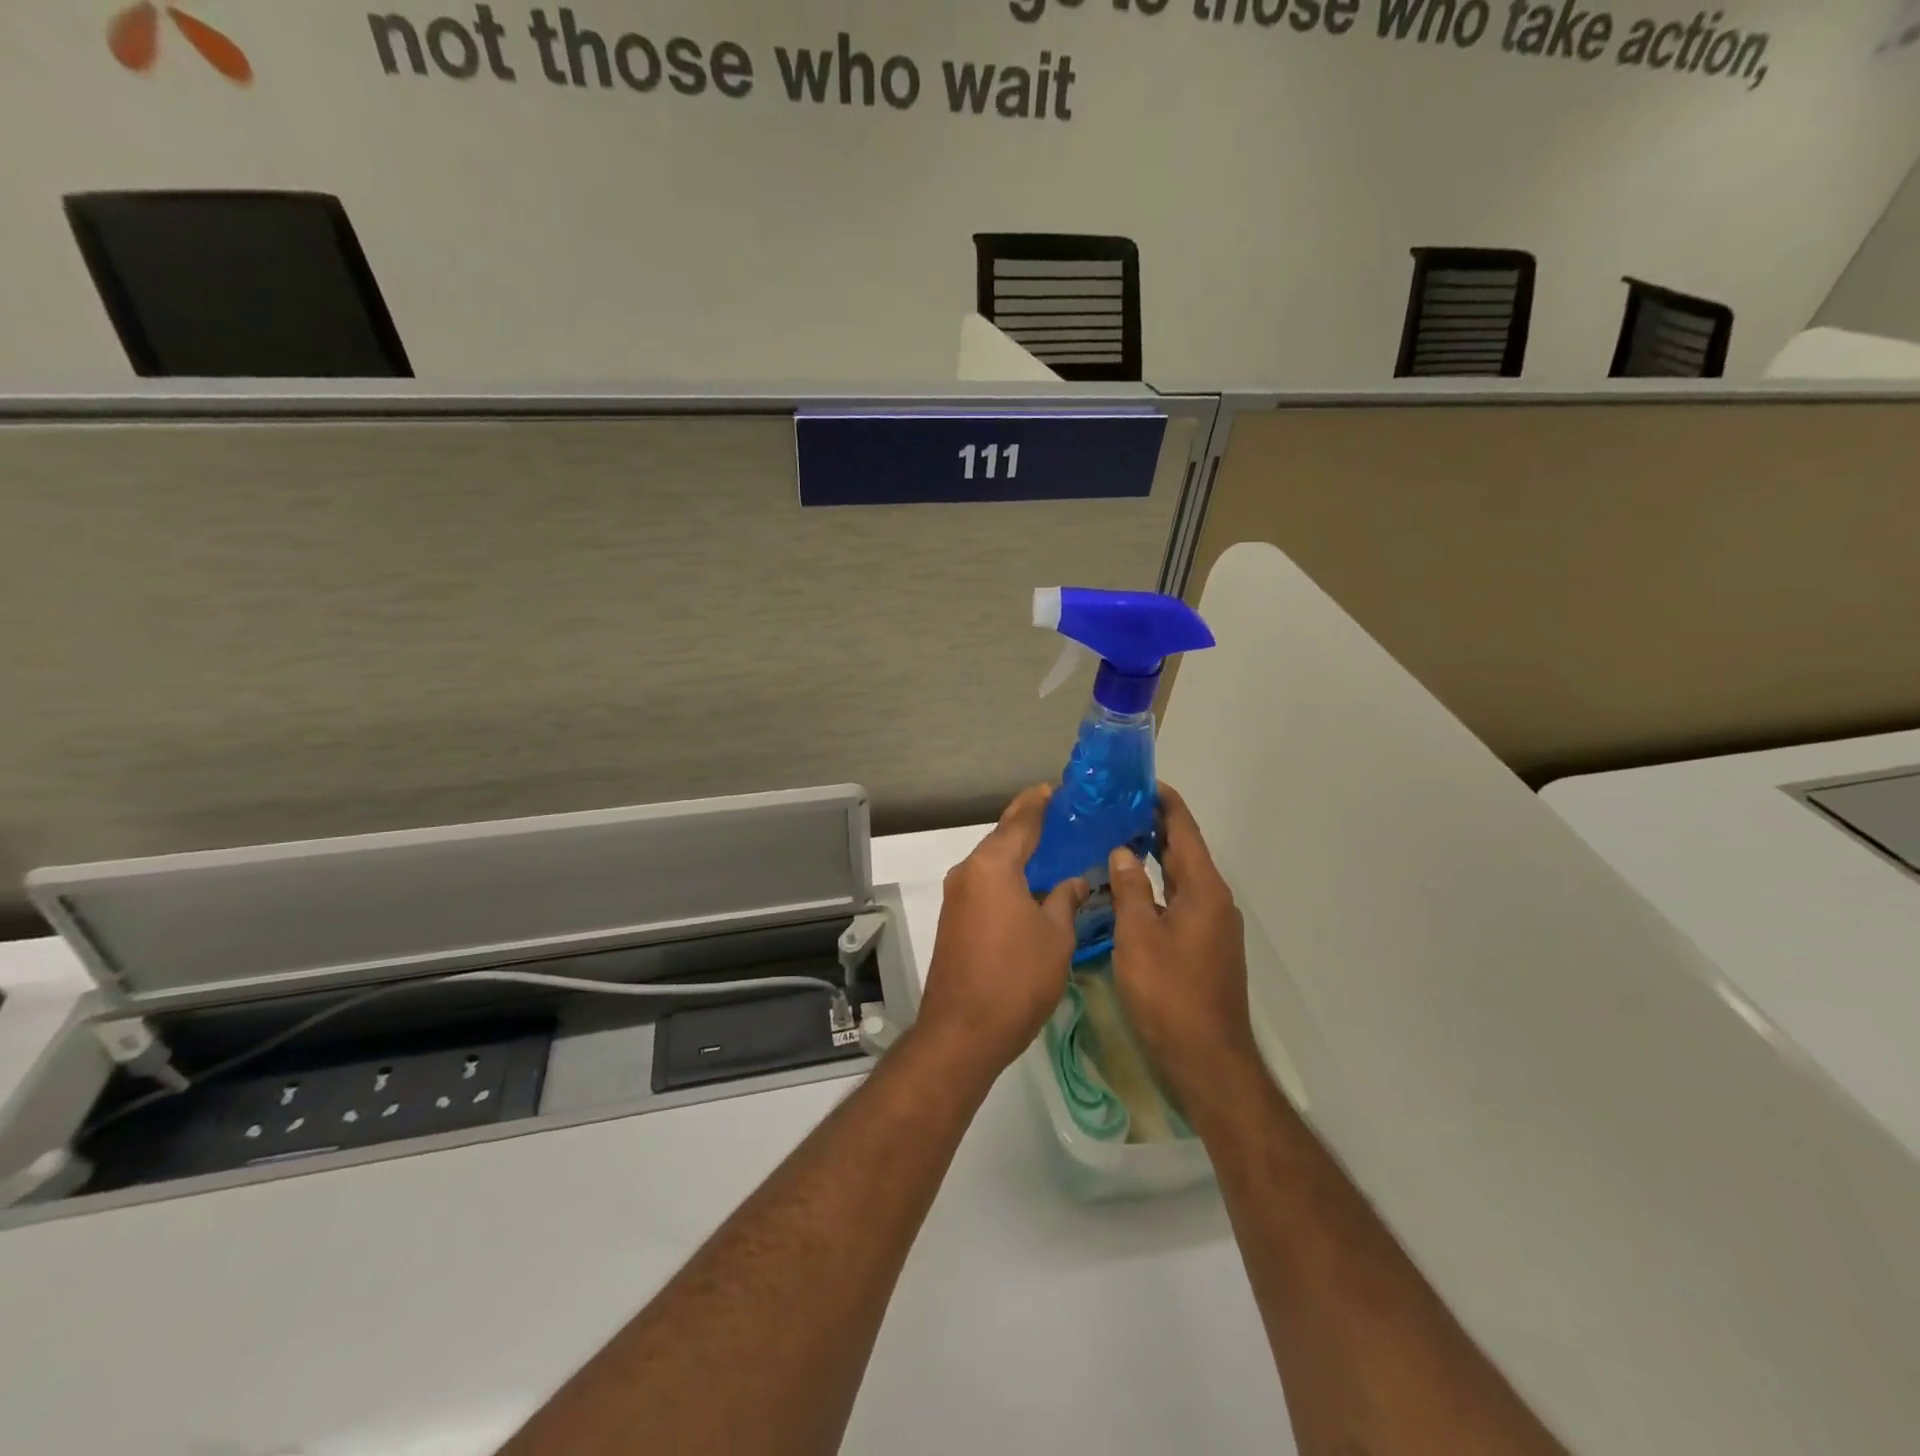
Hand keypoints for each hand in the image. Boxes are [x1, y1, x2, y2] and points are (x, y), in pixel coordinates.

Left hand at [916, 784, 1089, 1078]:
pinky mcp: (953, 918)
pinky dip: (1007, 875)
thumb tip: (1073, 881)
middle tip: (1066, 817)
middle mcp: (968, 872)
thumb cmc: (1016, 979)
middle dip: (1031, 825)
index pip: (1020, 820)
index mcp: (992, 866)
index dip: (1041, 802)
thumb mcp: (1055, 937)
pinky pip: (984, 883)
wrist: (962, 1031)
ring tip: (1055, 848)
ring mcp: (956, 896)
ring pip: (992, 861)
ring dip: (1019, 853)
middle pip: (1002, 837)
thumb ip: (1065, 900)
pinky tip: (1031, 884)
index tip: (1061, 789)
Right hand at [1107, 784, 1259, 1113]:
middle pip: (1184, 850)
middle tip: (1116, 807)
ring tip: (1117, 839)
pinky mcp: (1204, 946)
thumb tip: (1123, 851)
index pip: (1184, 830)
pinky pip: (1179, 901)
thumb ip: (1130, 888)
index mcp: (1203, 889)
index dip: (1164, 802)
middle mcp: (1214, 900)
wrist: (1208, 1059)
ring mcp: (1212, 925)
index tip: (1138, 782)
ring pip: (1181, 877)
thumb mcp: (1138, 937)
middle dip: (1154, 825)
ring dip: (1154, 856)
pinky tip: (1129, 890)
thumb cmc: (1169, 993)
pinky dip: (1156, 885)